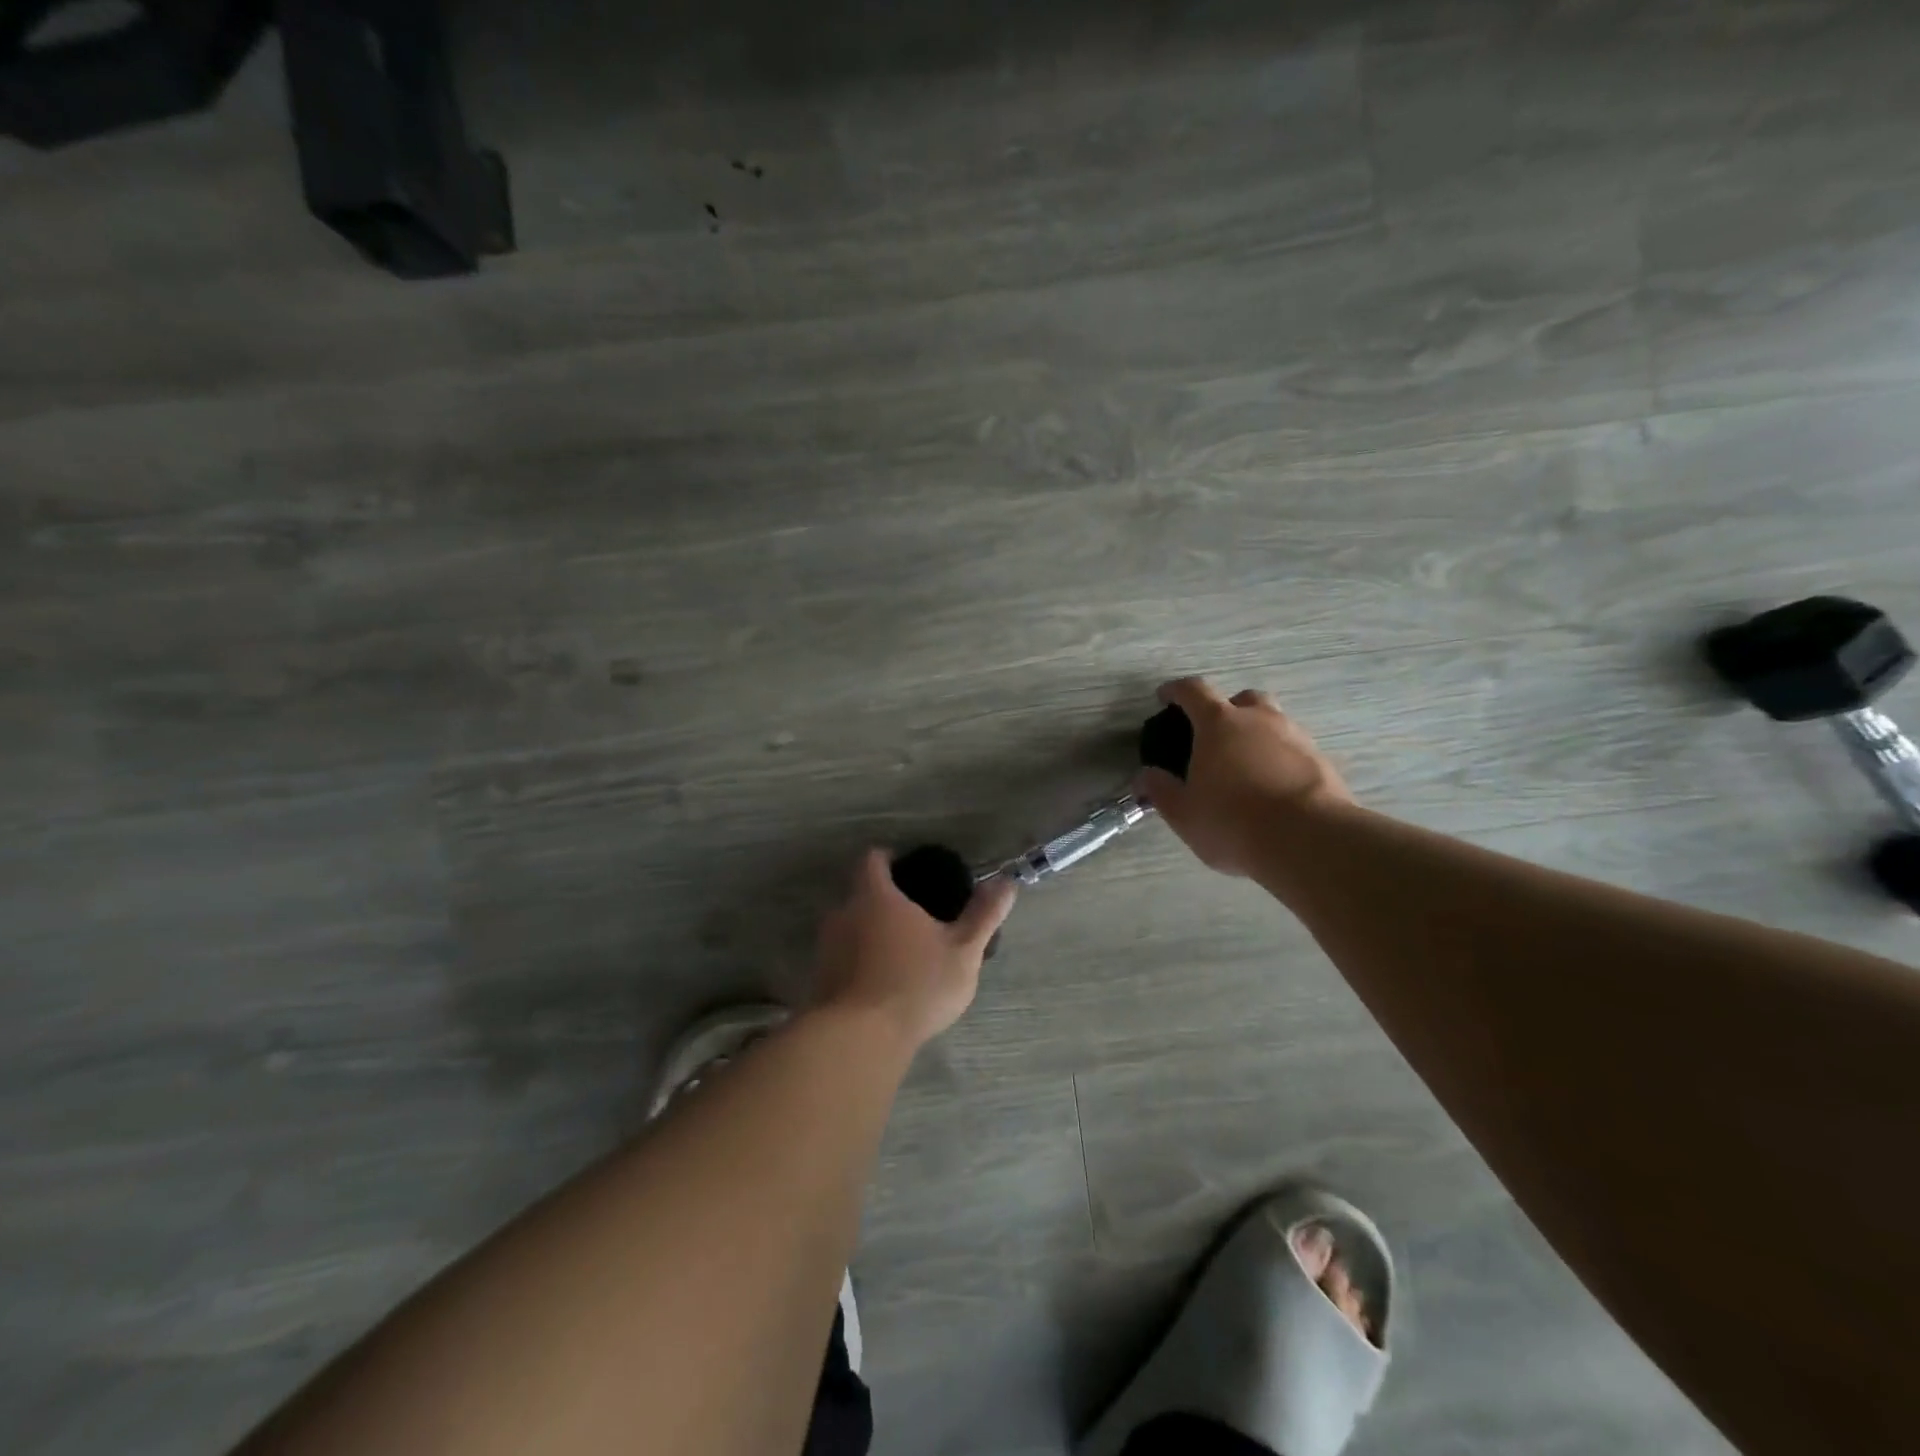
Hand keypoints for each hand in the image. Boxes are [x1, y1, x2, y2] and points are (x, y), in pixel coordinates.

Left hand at [812, 849, 1017, 1049]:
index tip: (910, 872)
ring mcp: (827, 947)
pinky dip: (859, 964)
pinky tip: (882, 986)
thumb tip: (1006, 882)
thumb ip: (984, 915)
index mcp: (876, 896)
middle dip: (884, 902)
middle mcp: (843, 913)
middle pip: (860, 894)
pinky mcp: (819, 980)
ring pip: (850, 928)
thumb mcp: (963, 950)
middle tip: (916, 920)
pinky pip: (842, 959)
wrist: (858, 1039)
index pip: (872, 859)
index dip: (889, 860)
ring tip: (902, 956)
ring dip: (870, 935)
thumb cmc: (915, 984)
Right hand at [1137, 677, 1354, 876]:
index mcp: (1219, 724)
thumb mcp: (1183, 813)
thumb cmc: (1233, 822)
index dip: (1176, 690)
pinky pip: (1295, 751)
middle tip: (1215, 735)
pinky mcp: (1322, 762)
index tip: (1165, 696)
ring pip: (1274, 722)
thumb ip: (1161, 790)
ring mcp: (1296, 738)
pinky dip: (1281, 760)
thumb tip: (1145, 776)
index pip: (1193, 691)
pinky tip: (1275, 788)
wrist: (1309, 841)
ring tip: (1247, 767)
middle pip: (1243, 699)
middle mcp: (1259, 720)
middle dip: (1228, 709)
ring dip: (1258, 735)